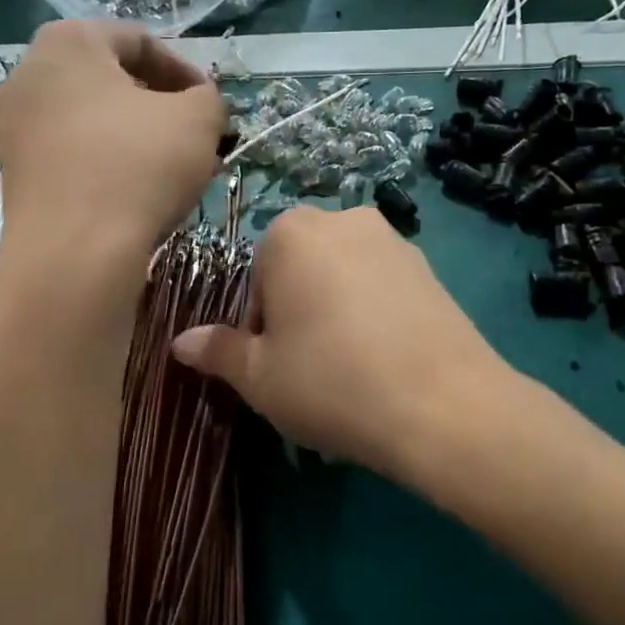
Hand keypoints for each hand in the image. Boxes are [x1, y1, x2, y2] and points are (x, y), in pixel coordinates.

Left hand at [0, 19, 227, 268]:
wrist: (75, 253)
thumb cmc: (138, 166)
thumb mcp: (199, 119)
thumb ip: (209, 98)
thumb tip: (200, 105)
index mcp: (69, 42)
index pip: (140, 41)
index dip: (187, 72)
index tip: (213, 107)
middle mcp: (30, 73)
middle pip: (113, 81)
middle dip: (163, 109)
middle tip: (199, 140)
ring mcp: (16, 126)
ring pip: (95, 121)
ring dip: (141, 139)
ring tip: (177, 172)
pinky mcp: (17, 172)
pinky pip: (75, 155)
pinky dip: (111, 164)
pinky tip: (141, 195)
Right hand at [172, 206, 506, 484]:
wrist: (444, 405)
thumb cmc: (332, 382)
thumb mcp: (260, 377)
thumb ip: (218, 352)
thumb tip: (181, 342)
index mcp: (292, 233)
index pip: (256, 279)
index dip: (261, 328)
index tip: (276, 365)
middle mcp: (344, 220)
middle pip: (301, 271)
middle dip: (298, 313)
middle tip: (311, 367)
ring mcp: (395, 241)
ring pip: (344, 279)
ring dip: (337, 314)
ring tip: (352, 370)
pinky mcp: (433, 269)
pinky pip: (384, 289)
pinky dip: (376, 317)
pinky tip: (386, 362)